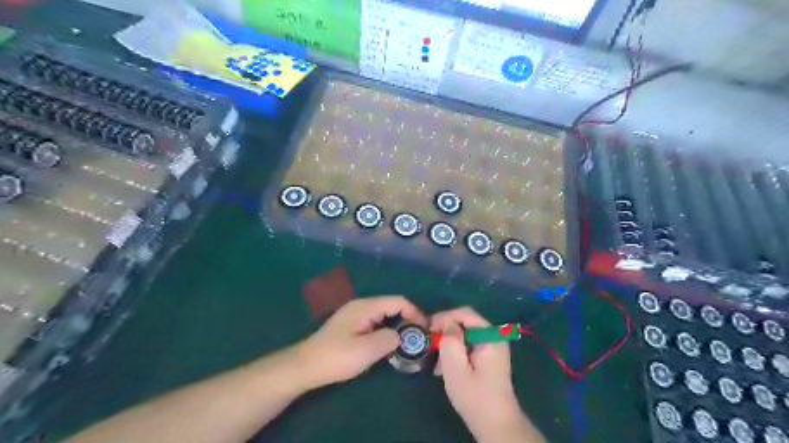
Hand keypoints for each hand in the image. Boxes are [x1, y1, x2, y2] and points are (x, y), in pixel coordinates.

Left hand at [295, 296, 425, 388]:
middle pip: (391, 306)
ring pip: (384, 315)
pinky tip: (389, 344)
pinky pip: (375, 322)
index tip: (425, 329)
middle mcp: (362, 306)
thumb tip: (401, 335)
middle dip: (407, 319)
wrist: (305, 366)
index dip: (414, 312)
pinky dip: (386, 330)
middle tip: (419, 338)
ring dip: (397, 325)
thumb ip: (389, 339)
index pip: (397, 301)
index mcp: (365, 307)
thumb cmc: (336, 357)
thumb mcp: (366, 350)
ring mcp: (355, 315)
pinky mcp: (352, 325)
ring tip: (407, 342)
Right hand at [431, 308, 535, 441]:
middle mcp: (494, 336)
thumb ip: (450, 340)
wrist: (496, 424)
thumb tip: (447, 324)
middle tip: (430, 343)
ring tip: (436, 361)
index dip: (444, 317)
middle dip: (446, 331)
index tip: (428, 329)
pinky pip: (469, 344)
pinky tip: (445, 367)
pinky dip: (456, 351)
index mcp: (490, 336)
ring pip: (465, 334)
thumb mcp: (456, 368)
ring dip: (449, 343)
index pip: (465, 313)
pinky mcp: (489, 356)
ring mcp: (493, 346)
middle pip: (465, 322)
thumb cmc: (475, 396)